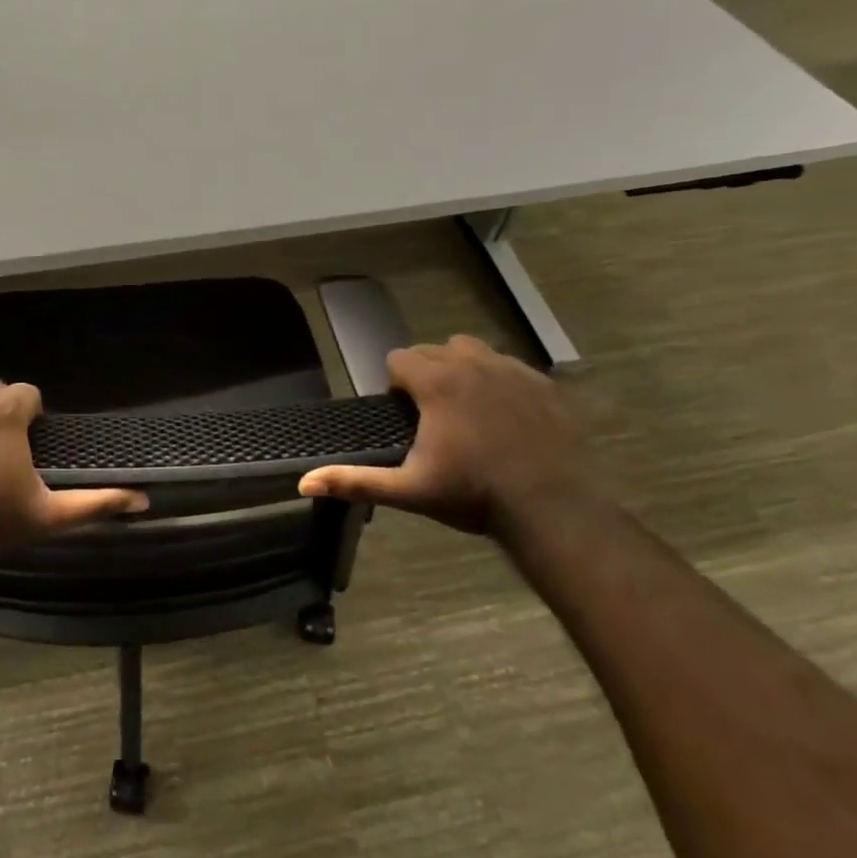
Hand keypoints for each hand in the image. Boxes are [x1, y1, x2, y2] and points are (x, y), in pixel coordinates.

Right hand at [299, 336, 600, 534]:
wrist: (552, 508)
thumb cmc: (474, 495)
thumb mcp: (409, 490)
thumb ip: (355, 481)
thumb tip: (304, 482)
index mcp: (436, 382)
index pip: (399, 358)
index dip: (395, 384)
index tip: (405, 414)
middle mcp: (471, 364)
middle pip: (433, 350)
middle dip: (425, 373)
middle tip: (432, 416)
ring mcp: (512, 370)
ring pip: (472, 350)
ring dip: (461, 368)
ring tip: (466, 408)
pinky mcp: (543, 384)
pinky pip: (510, 366)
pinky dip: (499, 381)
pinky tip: (505, 416)